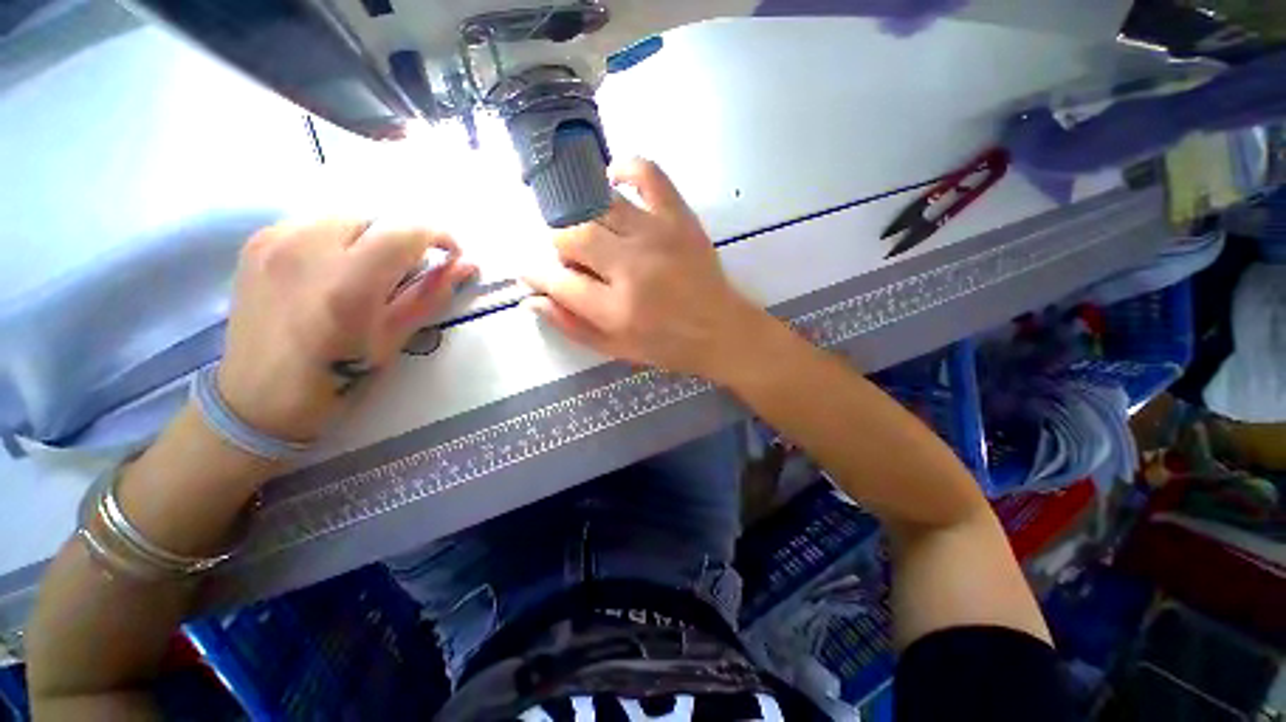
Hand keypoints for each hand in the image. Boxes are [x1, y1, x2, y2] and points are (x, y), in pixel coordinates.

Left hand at [218, 219, 475, 440]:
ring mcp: (274, 241)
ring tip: (367, 272)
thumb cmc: (335, 378)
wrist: (257, 395)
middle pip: (375, 219)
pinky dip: (338, 238)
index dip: (437, 237)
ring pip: (345, 217)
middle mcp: (306, 250)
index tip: (450, 255)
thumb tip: (465, 267)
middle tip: (406, 274)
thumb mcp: (393, 340)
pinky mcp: (256, 242)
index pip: (404, 233)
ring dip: (370, 238)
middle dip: (402, 241)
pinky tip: (332, 269)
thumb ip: (429, 296)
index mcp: (346, 285)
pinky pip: (313, 223)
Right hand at [522, 158, 768, 380]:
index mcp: (616, 310)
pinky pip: (647, 174)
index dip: (535, 274)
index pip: (557, 280)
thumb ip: (571, 325)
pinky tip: (612, 181)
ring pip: (598, 206)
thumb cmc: (667, 346)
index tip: (532, 271)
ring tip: (591, 231)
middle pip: (572, 236)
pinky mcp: (679, 217)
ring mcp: (657, 236)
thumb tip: (532, 298)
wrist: (721, 331)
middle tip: (570, 258)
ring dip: (582, 216)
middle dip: (559, 246)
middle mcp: (632, 268)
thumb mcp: (616, 349)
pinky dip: (624, 168)